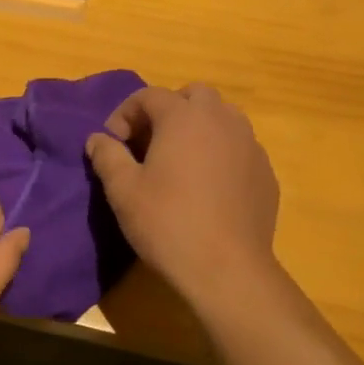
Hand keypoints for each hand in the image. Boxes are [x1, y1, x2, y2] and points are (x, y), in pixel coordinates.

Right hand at [86, 84, 281, 304]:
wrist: (227, 269)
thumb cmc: (167, 223)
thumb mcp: (123, 190)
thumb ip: (107, 156)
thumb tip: (98, 138)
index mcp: (183, 117)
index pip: (149, 96)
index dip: (125, 114)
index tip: (113, 144)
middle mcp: (221, 120)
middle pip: (193, 95)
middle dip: (167, 111)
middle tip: (149, 144)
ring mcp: (250, 145)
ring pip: (222, 118)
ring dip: (197, 128)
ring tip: (180, 162)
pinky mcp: (266, 173)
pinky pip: (239, 148)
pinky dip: (220, 153)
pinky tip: (207, 187)